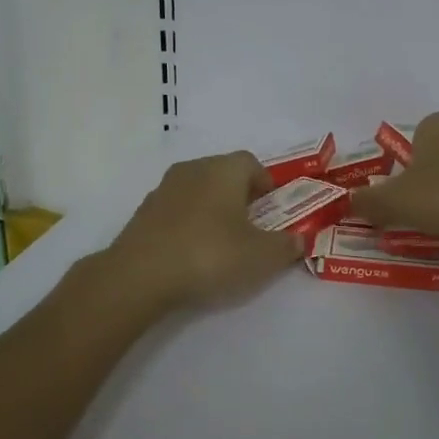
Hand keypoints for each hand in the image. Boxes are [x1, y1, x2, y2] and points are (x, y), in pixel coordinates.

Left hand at [106, 152, 305, 311]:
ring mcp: (163, 189)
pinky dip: (188, 225)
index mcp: (224, 170)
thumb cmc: (210, 254)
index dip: (266, 185)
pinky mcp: (143, 213)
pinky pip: (176, 211)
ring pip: (198, 192)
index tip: (273, 212)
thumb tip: (299, 240)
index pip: (252, 163)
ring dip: (212, 210)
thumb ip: (286, 246)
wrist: (139, 275)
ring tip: (221, 244)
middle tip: (252, 229)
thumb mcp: (261, 256)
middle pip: (224, 175)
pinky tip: (192, 254)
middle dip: (240, 197)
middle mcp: (193, 169)